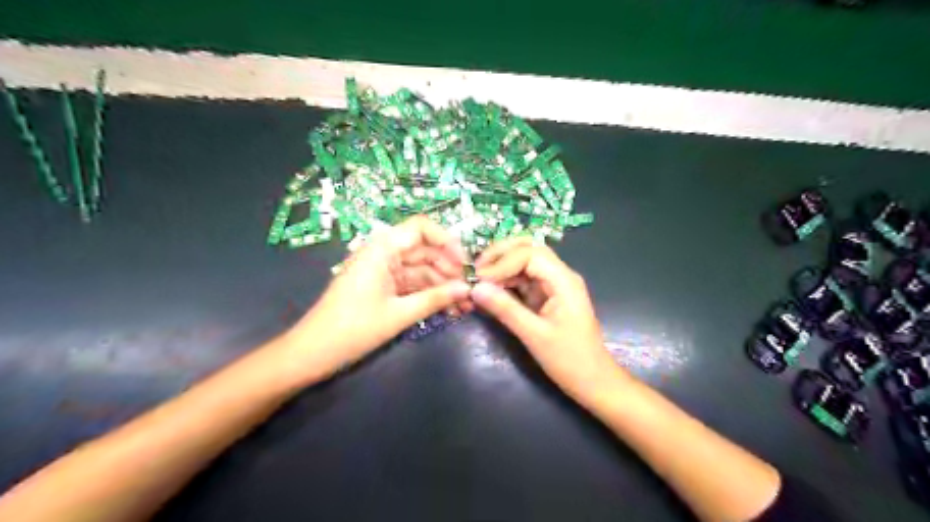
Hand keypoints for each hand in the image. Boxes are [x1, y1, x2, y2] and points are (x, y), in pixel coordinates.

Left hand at [283, 217, 472, 382]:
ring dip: (443, 286)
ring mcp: (384, 271)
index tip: (465, 264)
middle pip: (425, 251)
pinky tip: (448, 309)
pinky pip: (413, 285)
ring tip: (464, 307)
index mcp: (382, 249)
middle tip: (470, 292)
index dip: (447, 241)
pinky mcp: (384, 288)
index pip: (421, 228)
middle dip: (450, 269)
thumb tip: (467, 289)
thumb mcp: (399, 314)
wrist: (313, 353)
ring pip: (422, 270)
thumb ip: (435, 299)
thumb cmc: (353, 329)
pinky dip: (430, 295)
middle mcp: (384, 254)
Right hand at [473, 239, 616, 397]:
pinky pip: (525, 278)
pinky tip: (491, 290)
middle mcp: (560, 275)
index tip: (479, 279)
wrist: (593, 380)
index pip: (529, 254)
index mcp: (563, 280)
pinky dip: (507, 280)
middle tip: (477, 270)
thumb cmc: (569, 360)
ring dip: (502, 266)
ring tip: (479, 280)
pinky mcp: (547, 296)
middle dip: (501, 254)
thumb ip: (505, 309)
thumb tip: (475, 288)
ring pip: (525, 261)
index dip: (502, 262)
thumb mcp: (534, 335)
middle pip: (529, 249)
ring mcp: (554, 285)